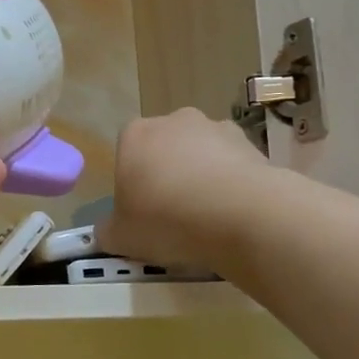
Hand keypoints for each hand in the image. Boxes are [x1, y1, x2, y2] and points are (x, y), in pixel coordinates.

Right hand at [100, 109, 268, 268]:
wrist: (241, 215)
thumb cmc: (167, 219)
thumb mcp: (121, 237)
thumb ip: (108, 231)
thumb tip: (108, 232)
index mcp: (134, 135)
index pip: (125, 156)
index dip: (132, 185)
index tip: (141, 213)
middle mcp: (173, 121)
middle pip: (163, 150)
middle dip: (167, 177)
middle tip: (172, 216)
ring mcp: (215, 128)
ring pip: (200, 155)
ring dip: (201, 178)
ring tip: (208, 218)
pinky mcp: (250, 143)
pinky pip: (232, 165)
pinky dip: (231, 183)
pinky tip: (233, 213)